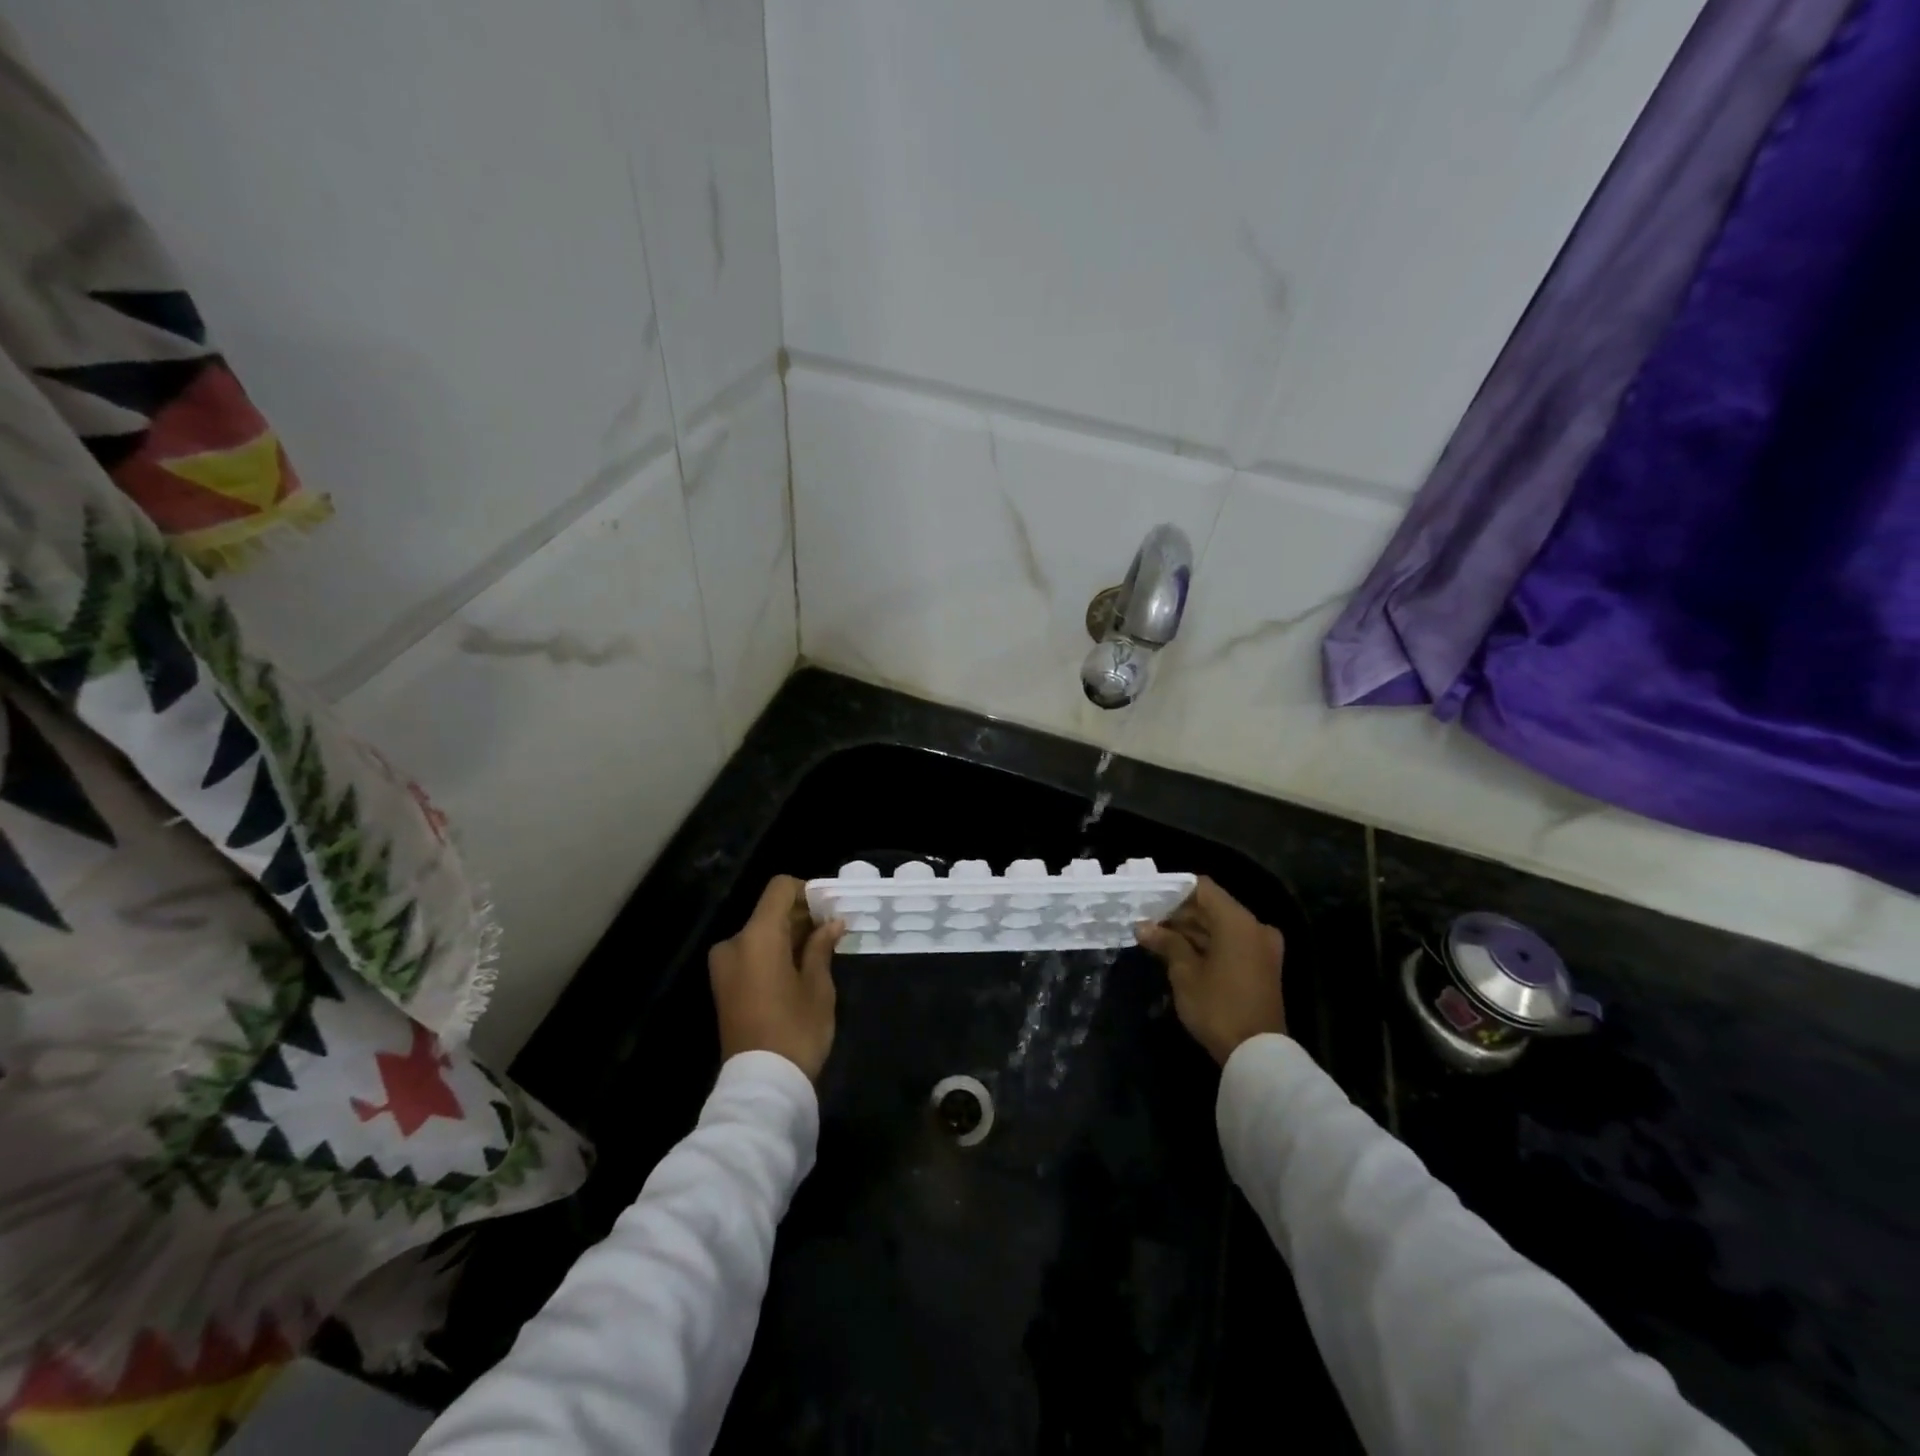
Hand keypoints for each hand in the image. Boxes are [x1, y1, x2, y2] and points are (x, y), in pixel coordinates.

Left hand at [708, 876, 845, 1081]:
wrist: (761, 1086)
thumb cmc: (796, 1030)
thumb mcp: (818, 986)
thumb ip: (821, 947)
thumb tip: (832, 923)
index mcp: (756, 937)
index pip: (780, 889)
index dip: (807, 891)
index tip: (830, 909)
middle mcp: (734, 943)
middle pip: (770, 911)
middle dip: (801, 916)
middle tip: (832, 931)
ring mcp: (724, 966)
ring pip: (761, 934)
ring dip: (788, 936)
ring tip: (820, 952)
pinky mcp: (724, 986)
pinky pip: (751, 954)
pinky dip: (774, 953)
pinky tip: (799, 969)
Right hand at [1135, 877, 1286, 1064]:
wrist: (1258, 1055)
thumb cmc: (1218, 1007)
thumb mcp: (1185, 973)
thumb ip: (1166, 942)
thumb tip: (1143, 927)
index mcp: (1238, 922)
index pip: (1203, 888)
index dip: (1174, 890)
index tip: (1149, 900)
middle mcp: (1255, 927)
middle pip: (1212, 907)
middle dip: (1179, 914)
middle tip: (1147, 922)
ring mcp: (1262, 948)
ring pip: (1221, 927)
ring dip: (1192, 931)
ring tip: (1157, 938)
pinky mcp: (1262, 967)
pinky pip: (1231, 944)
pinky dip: (1208, 945)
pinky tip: (1179, 953)